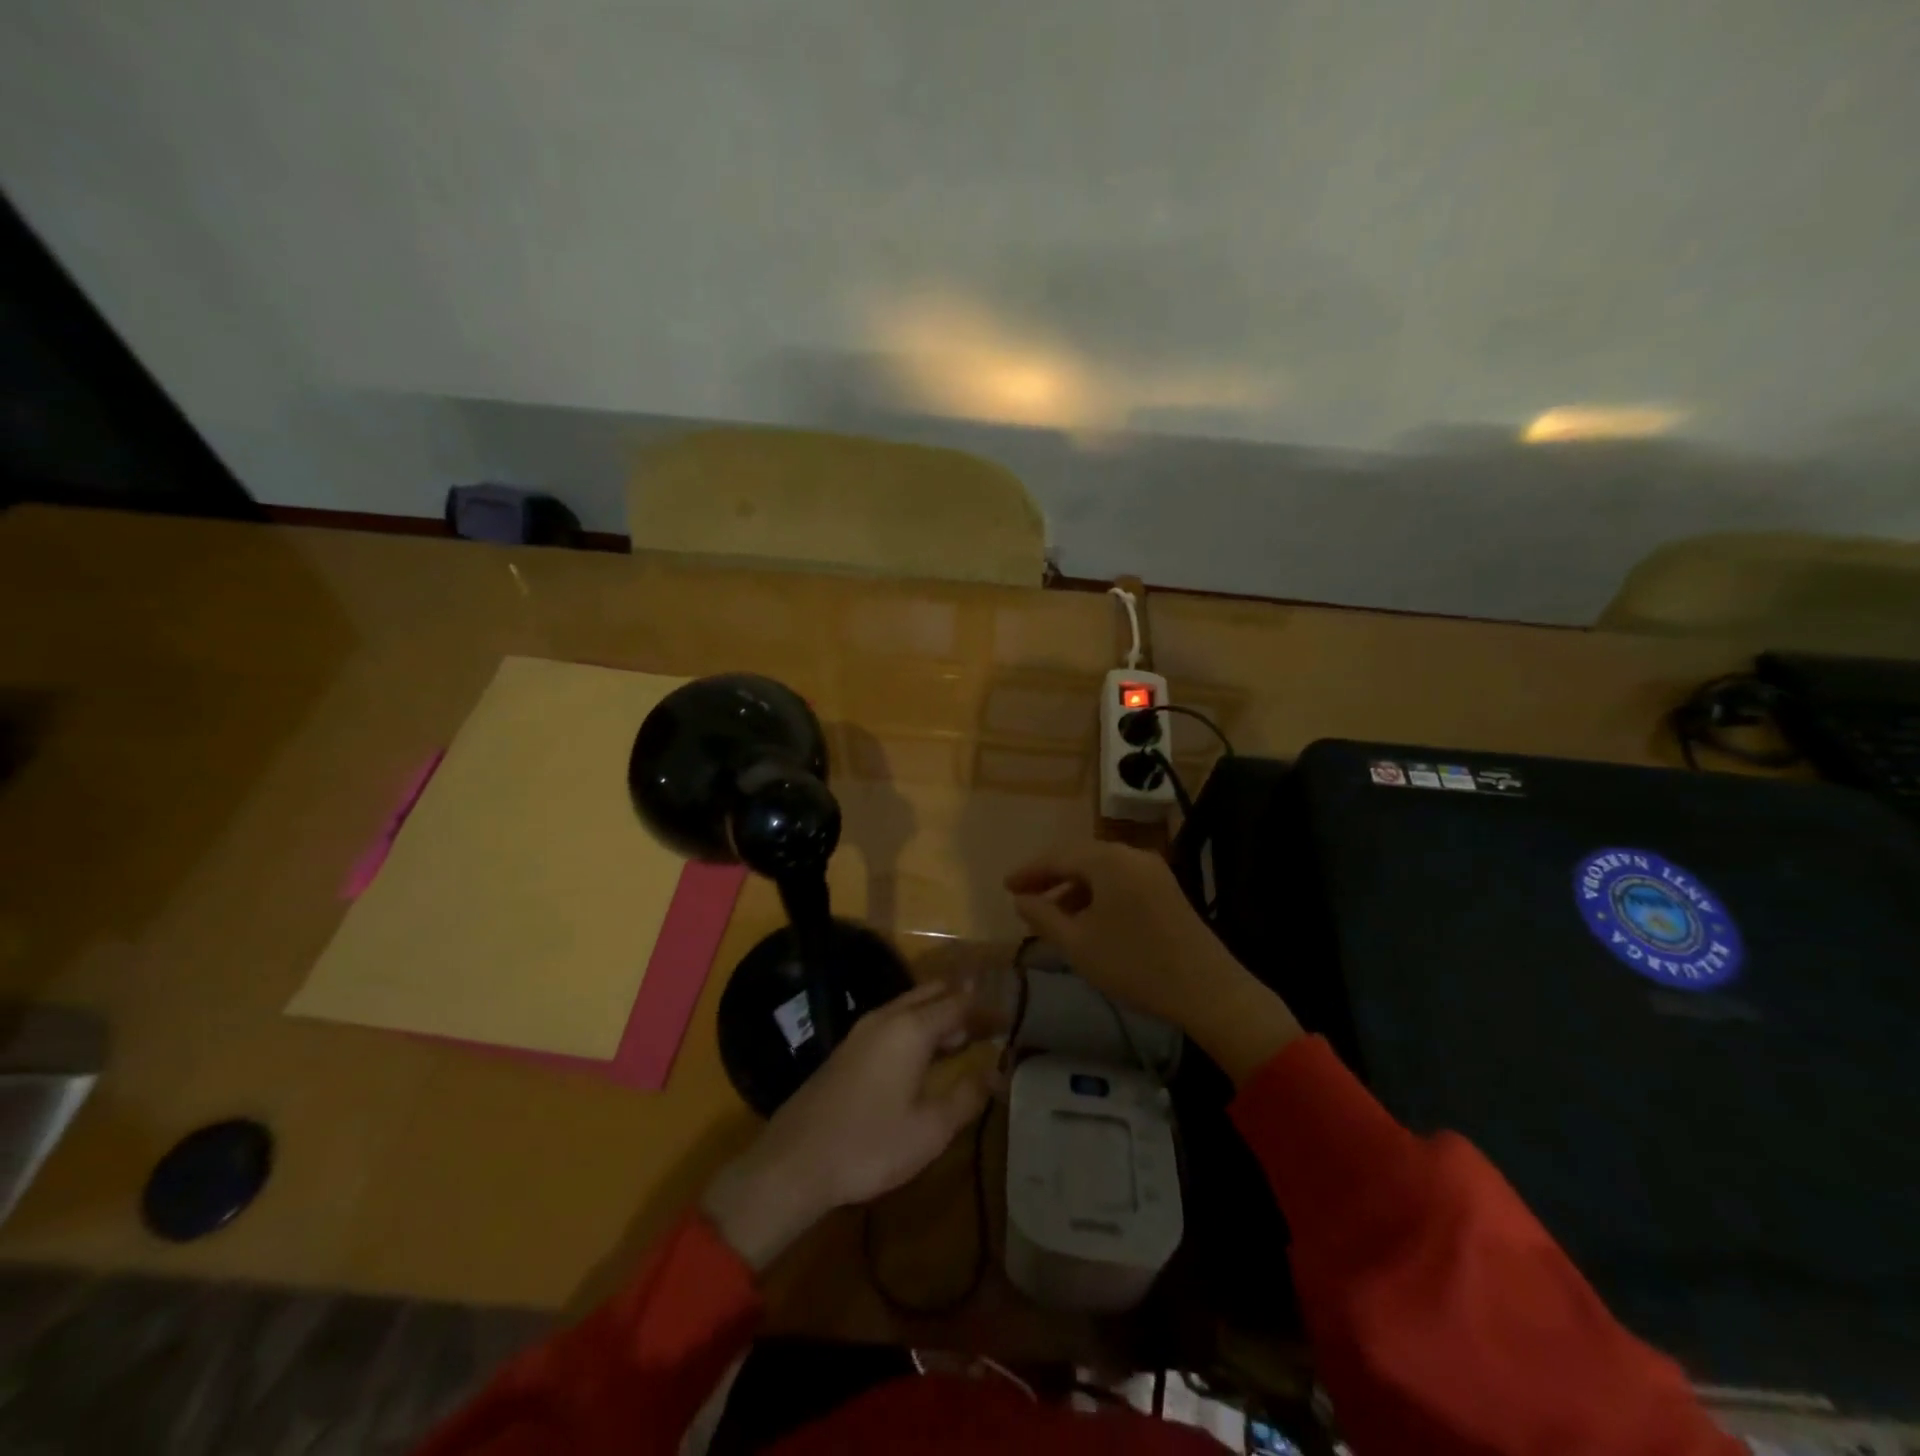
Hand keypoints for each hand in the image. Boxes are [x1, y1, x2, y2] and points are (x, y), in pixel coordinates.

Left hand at [701, 982, 993, 1270]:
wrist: (795, 1161)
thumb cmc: (870, 1145)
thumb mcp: (930, 1129)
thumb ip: (967, 1095)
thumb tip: (996, 1071)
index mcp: (911, 1029)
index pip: (959, 1005)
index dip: (986, 1011)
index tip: (1010, 1020)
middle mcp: (887, 1017)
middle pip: (933, 995)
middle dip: (963, 1004)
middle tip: (990, 1024)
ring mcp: (863, 1030)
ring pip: (910, 1006)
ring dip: (938, 1014)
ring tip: (964, 1037)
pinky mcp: (848, 1048)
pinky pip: (893, 1021)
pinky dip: (917, 1025)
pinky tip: (924, 1053)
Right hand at [1005, 840, 1301, 1083]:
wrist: (1207, 989)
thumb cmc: (1134, 965)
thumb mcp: (1078, 944)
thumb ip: (1043, 917)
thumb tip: (1021, 899)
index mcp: (1108, 860)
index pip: (1057, 856)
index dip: (1028, 871)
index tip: (1005, 886)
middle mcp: (1131, 855)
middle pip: (1080, 857)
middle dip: (1050, 876)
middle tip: (1024, 895)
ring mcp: (1153, 870)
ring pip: (1101, 869)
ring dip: (1074, 887)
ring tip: (1051, 913)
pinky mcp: (1166, 888)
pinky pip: (1120, 880)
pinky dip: (1097, 893)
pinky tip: (1087, 919)